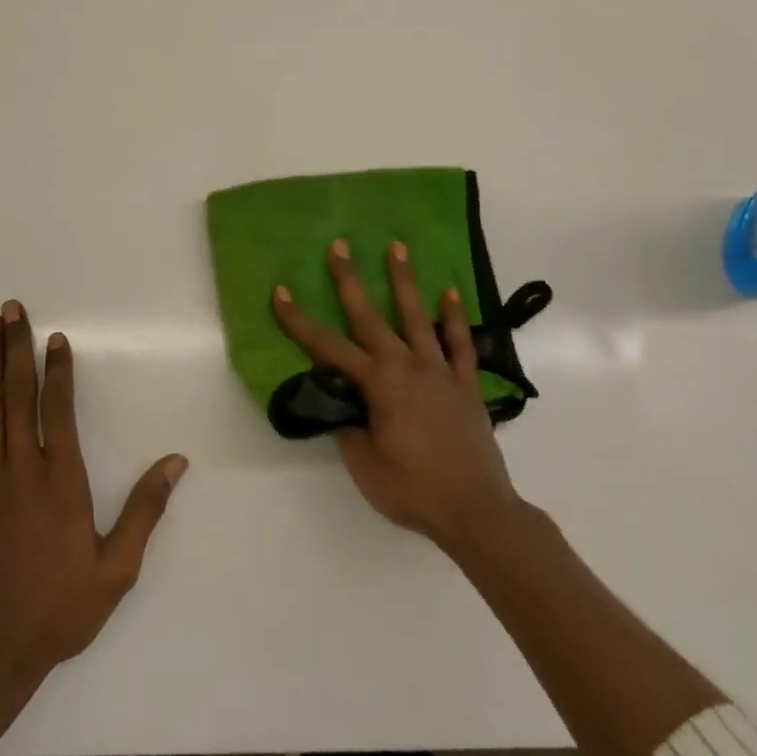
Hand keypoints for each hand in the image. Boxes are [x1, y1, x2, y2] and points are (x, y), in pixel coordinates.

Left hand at [0, 300, 187, 677]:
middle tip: (10, 309)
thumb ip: (145, 510)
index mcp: (60, 482)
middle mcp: (19, 470)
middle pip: (17, 395)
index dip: (58, 369)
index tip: (56, 337)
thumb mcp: (116, 569)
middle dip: (16, 348)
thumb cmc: (58, 610)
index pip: (58, 409)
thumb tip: (176, 462)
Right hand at [273, 240, 520, 551]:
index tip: (280, 292)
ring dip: (405, 281)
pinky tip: (450, 292)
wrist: (475, 511)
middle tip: (340, 244)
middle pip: (371, 317)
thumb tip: (339, 402)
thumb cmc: (413, 490)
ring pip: (417, 317)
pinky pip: (460, 343)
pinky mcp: (466, 383)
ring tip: (397, 247)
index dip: (299, 321)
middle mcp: (407, 366)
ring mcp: (440, 371)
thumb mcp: (365, 465)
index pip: (327, 347)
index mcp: (378, 384)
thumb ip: (348, 427)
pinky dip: (454, 317)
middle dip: (350, 280)